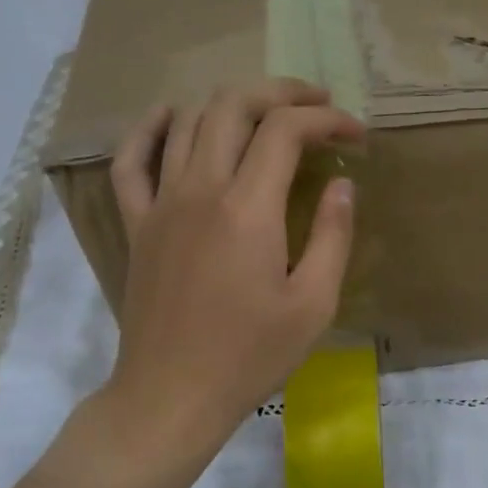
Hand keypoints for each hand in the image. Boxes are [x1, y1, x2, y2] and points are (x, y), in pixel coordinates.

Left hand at [103, 80, 363, 456]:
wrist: (172, 394)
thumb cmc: (250, 356)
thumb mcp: (313, 304)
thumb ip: (331, 236)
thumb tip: (342, 185)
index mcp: (247, 209)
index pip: (285, 131)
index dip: (326, 120)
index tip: (356, 135)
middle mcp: (199, 190)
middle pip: (233, 106)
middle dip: (280, 93)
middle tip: (317, 106)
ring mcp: (160, 204)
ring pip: (188, 121)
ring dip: (231, 102)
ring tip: (264, 112)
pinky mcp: (137, 224)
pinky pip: (131, 160)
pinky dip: (151, 128)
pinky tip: (172, 115)